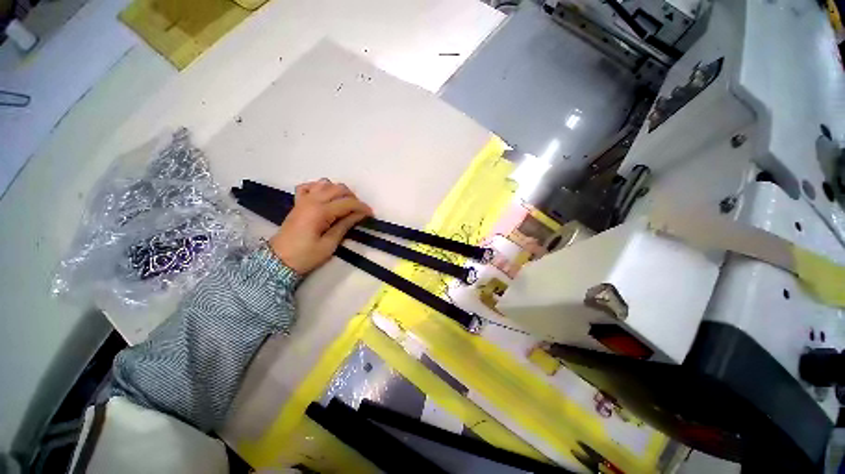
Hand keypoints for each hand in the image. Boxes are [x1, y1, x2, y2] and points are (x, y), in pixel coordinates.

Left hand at [269, 179, 372, 274]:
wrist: (278, 260)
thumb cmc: (306, 255)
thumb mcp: (329, 244)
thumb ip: (345, 226)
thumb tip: (360, 214)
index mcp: (320, 212)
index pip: (347, 202)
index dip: (362, 207)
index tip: (371, 214)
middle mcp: (312, 201)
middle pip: (338, 188)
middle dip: (353, 197)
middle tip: (359, 211)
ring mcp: (303, 200)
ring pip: (325, 183)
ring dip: (339, 191)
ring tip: (344, 204)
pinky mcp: (298, 202)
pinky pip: (309, 186)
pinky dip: (320, 187)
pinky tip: (326, 196)